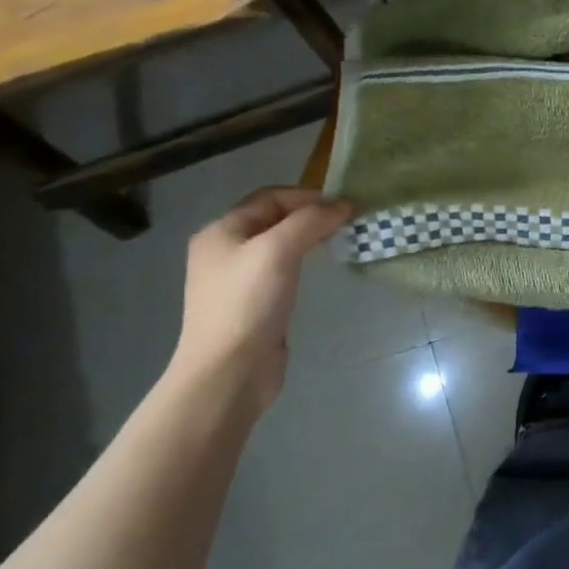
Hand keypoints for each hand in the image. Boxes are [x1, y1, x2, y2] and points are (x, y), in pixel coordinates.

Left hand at [172, 188, 351, 414]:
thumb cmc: (249, 302)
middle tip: (347, 223)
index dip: (308, 196)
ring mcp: (237, 279)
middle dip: (312, 216)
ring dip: (310, 238)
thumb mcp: (279, 249)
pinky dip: (304, 262)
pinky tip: (320, 270)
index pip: (270, 197)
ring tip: (340, 241)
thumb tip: (344, 205)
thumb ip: (311, 220)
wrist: (230, 372)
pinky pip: (282, 270)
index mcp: (221, 231)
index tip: (345, 207)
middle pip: (275, 218)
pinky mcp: (252, 303)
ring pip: (280, 245)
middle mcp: (224, 250)